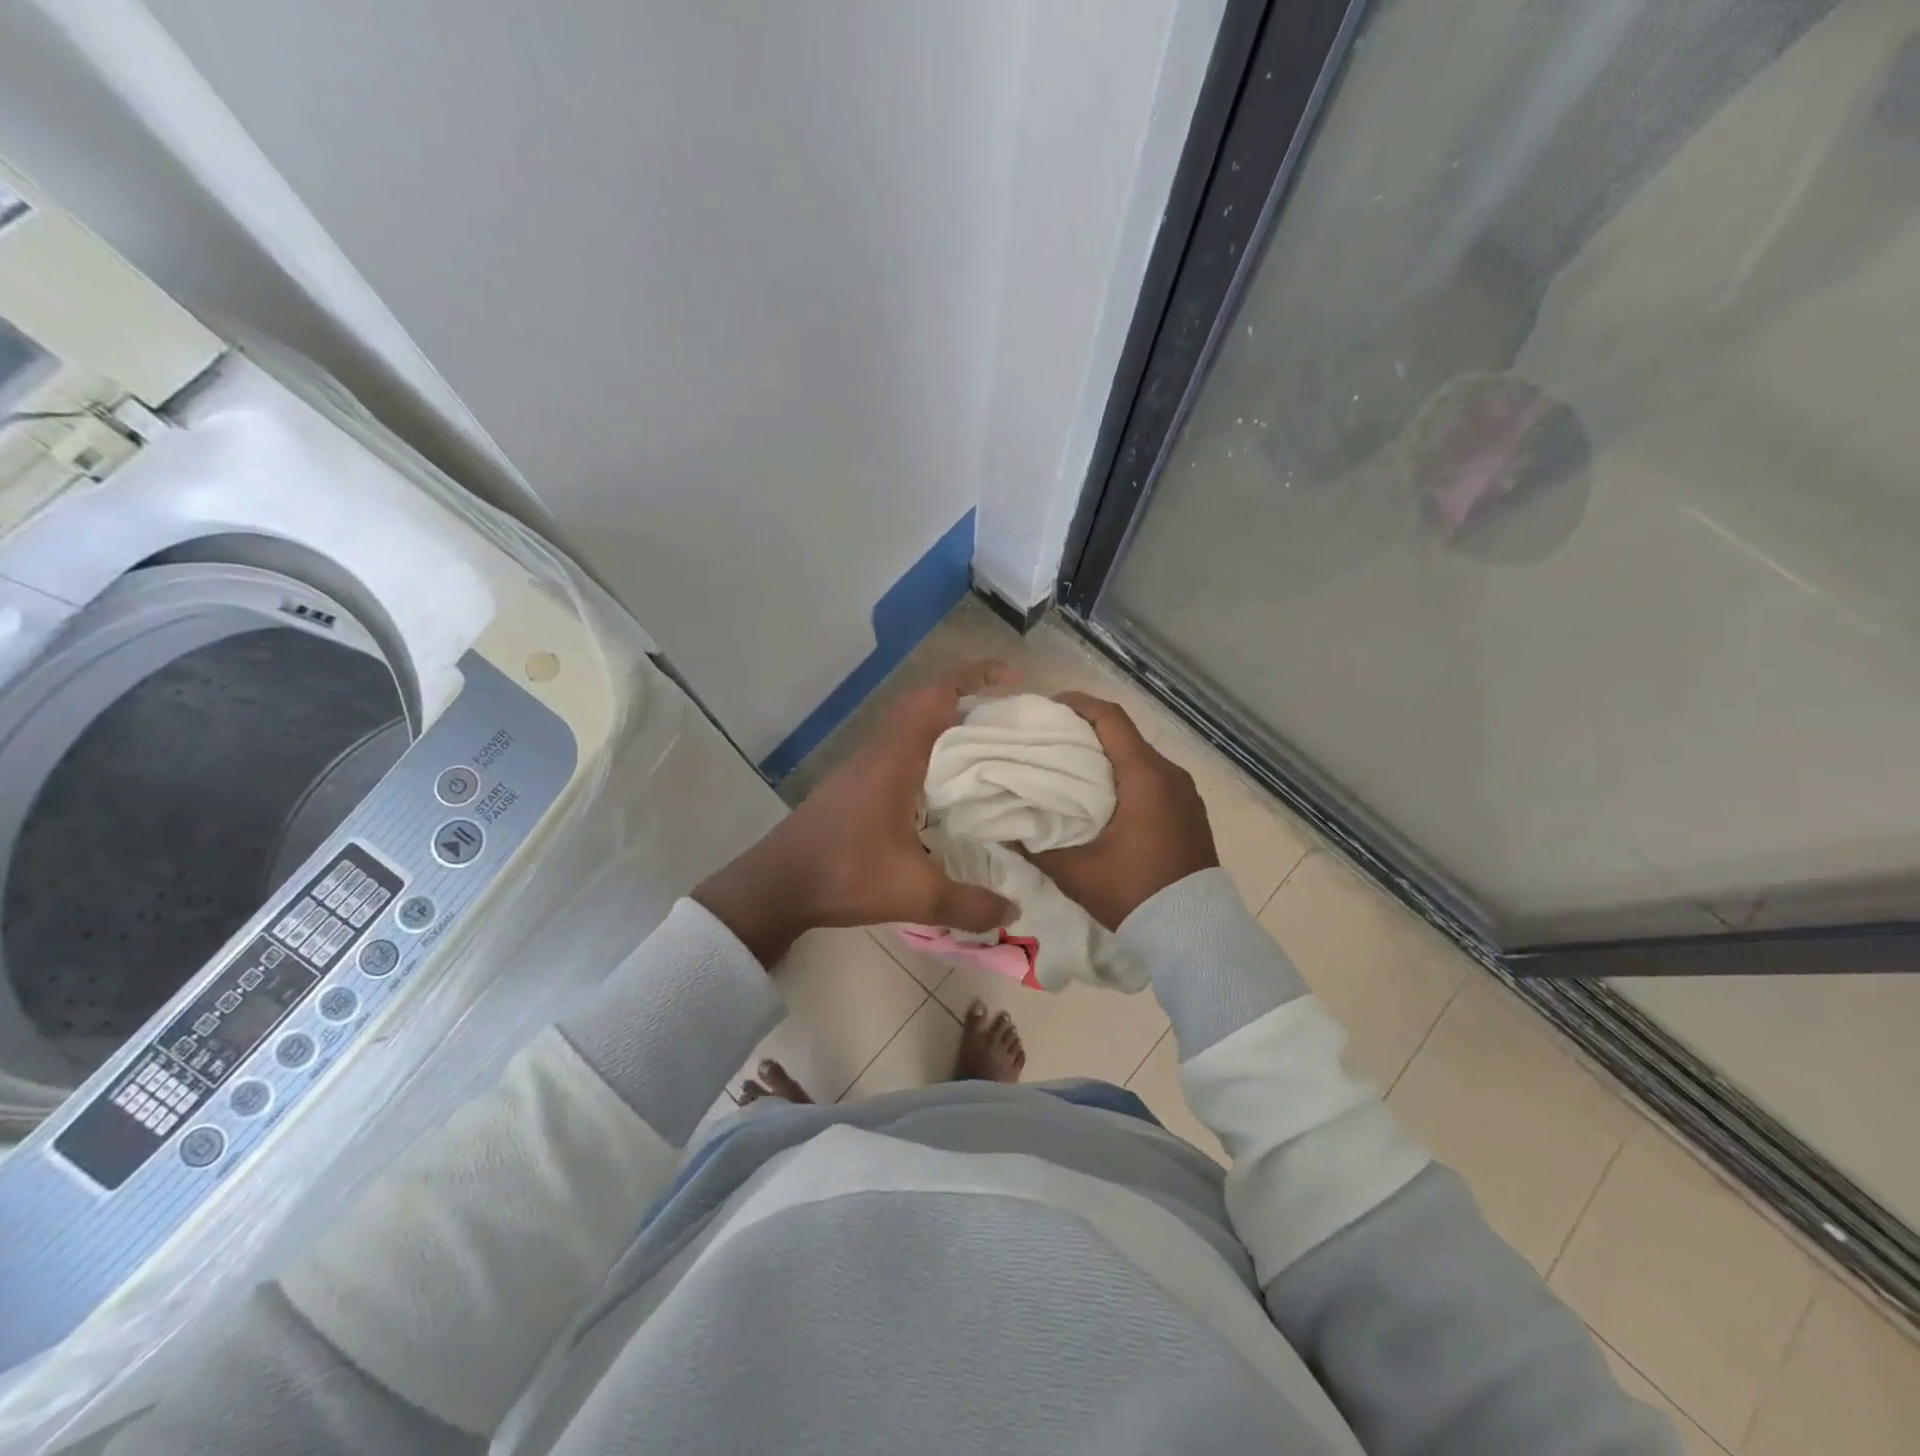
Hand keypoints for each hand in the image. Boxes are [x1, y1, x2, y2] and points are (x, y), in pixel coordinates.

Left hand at [693, 662, 1018, 965]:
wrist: (777, 885)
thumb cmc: (845, 875)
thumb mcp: (914, 895)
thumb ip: (968, 905)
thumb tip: (1014, 912)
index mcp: (896, 758)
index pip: (936, 695)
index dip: (975, 676)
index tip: (1013, 680)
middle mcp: (880, 750)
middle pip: (926, 701)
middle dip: (969, 698)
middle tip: (1009, 717)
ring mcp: (863, 764)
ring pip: (911, 724)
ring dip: (947, 722)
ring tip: (988, 743)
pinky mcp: (855, 782)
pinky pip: (900, 746)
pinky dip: (929, 747)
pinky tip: (947, 781)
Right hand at [1026, 692, 1217, 929]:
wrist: (1194, 933)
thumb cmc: (1134, 893)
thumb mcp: (1076, 872)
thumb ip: (1037, 846)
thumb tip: (1005, 828)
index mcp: (1145, 777)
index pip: (1110, 718)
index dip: (1077, 704)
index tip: (1047, 707)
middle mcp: (1170, 774)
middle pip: (1123, 735)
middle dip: (1085, 731)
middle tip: (1048, 741)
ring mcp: (1184, 793)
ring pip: (1138, 758)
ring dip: (1106, 756)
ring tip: (1070, 769)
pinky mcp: (1188, 811)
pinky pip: (1152, 779)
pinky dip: (1125, 776)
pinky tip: (1101, 797)